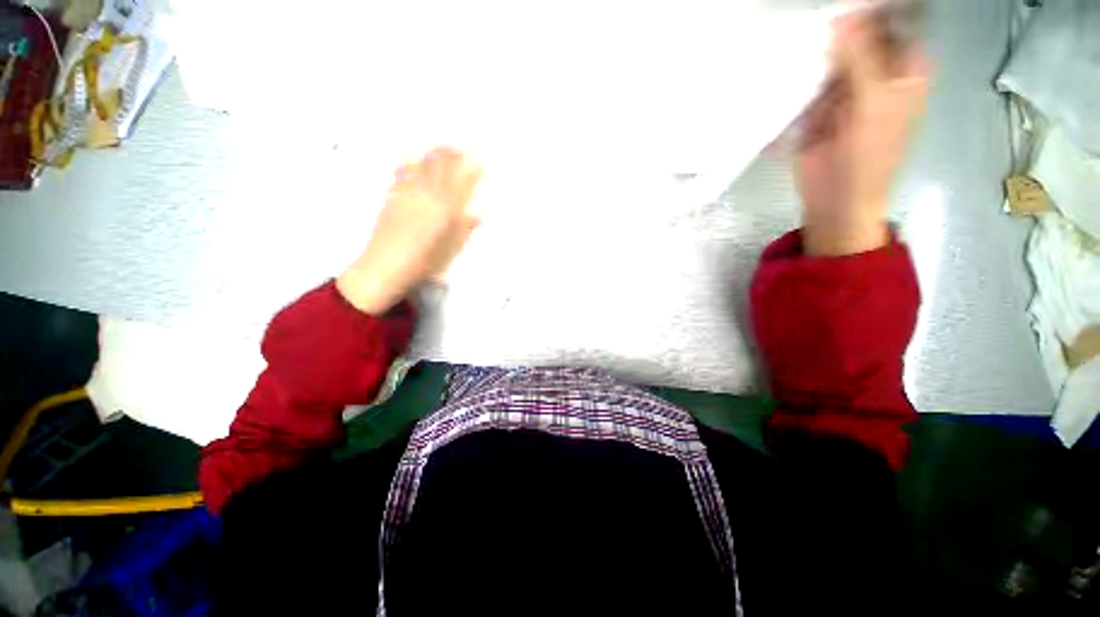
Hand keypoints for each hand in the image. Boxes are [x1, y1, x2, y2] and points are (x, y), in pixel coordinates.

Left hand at [337, 147, 482, 314]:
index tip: (480, 162)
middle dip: (452, 155)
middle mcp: (426, 197)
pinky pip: (401, 175)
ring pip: (420, 167)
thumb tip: (476, 214)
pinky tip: (409, 156)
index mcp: (444, 211)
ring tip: (440, 147)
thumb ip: (464, 229)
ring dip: (432, 155)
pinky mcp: (391, 199)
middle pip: (440, 170)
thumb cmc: (422, 262)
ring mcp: (406, 195)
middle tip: (460, 147)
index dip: (471, 171)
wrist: (384, 267)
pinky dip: (408, 163)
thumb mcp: (450, 250)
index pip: (461, 185)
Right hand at [796, 11, 928, 256]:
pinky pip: (806, 84)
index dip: (874, 8)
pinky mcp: (815, 108)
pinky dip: (795, 77)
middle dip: (837, 26)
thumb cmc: (869, 157)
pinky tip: (782, 66)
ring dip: (813, 50)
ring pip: (829, 57)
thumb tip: (842, 17)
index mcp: (903, 68)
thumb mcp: (874, 105)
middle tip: (811, 17)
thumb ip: (860, 60)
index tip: (844, 4)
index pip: (895, 21)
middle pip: (858, 35)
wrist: (835, 199)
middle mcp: (875, 73)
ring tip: (792, 36)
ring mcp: (843, 90)